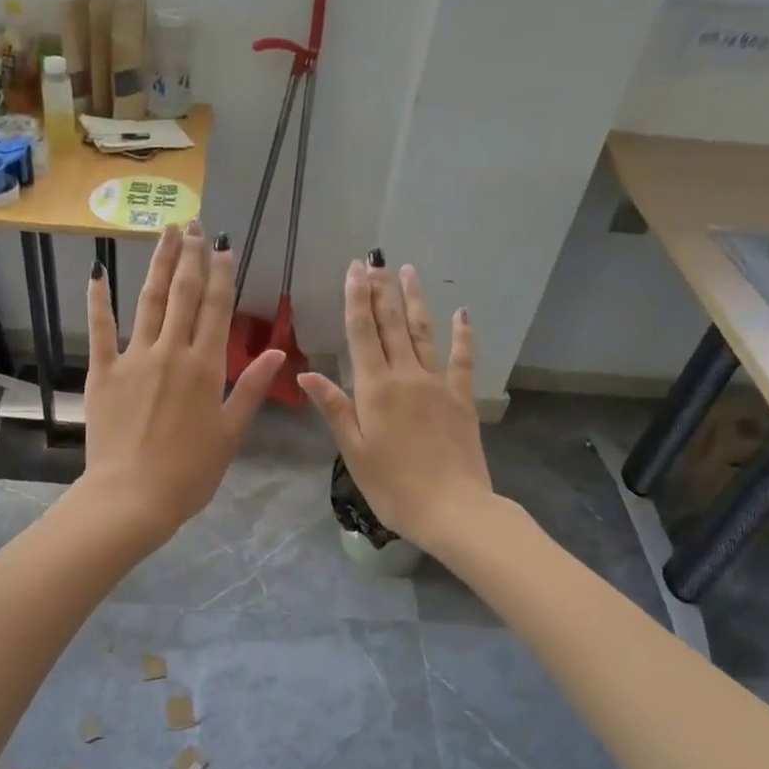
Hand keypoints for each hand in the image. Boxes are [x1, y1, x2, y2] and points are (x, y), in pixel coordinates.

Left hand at [80, 222, 283, 543]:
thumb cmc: (190, 472)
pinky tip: (97, 273)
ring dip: (158, 265)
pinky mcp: (103, 372)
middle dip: (190, 256)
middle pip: (183, 294)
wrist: (133, 496)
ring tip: (165, 233)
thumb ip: (251, 388)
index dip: (221, 273)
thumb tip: (278, 351)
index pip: (217, 308)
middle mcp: (172, 352)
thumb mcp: (231, 433)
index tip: (222, 245)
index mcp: (206, 367)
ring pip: (148, 301)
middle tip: (193, 225)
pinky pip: (100, 330)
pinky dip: (98, 301)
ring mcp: (134, 358)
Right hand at [297, 258, 492, 552]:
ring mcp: (438, 385)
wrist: (452, 509)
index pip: (362, 334)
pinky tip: (462, 314)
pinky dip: (463, 336)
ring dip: (414, 301)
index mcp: (375, 389)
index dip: (356, 299)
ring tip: (408, 271)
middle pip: (392, 325)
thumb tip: (306, 372)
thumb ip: (333, 408)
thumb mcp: (353, 450)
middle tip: (376, 259)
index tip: (355, 269)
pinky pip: (462, 361)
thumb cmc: (392, 486)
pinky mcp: (462, 399)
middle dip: (381, 290)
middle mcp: (406, 376)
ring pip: (424, 334)